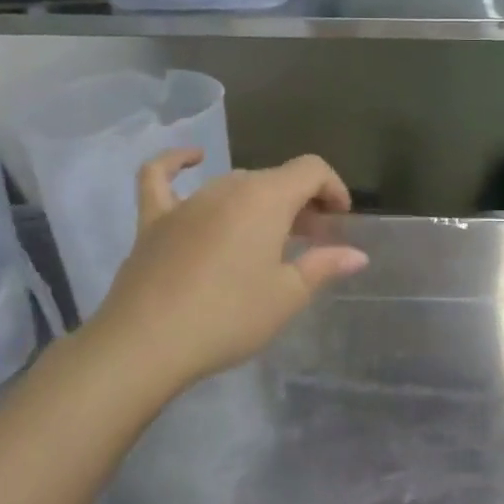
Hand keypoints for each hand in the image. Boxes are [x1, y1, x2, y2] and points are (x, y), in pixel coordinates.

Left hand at [71, 152, 367, 420]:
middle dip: (301, 203)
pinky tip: (192, 159)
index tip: (340, 221)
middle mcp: (228, 188)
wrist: (146, 344)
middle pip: (275, 179)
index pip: (311, 170)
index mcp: (266, 199)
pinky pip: (162, 178)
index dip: (333, 188)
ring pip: (234, 184)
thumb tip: (357, 255)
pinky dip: (177, 163)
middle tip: (311, 241)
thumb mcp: (287, 295)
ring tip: (269, 236)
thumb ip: (324, 266)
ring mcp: (187, 202)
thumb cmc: (229, 317)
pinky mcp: (153, 220)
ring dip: (260, 201)